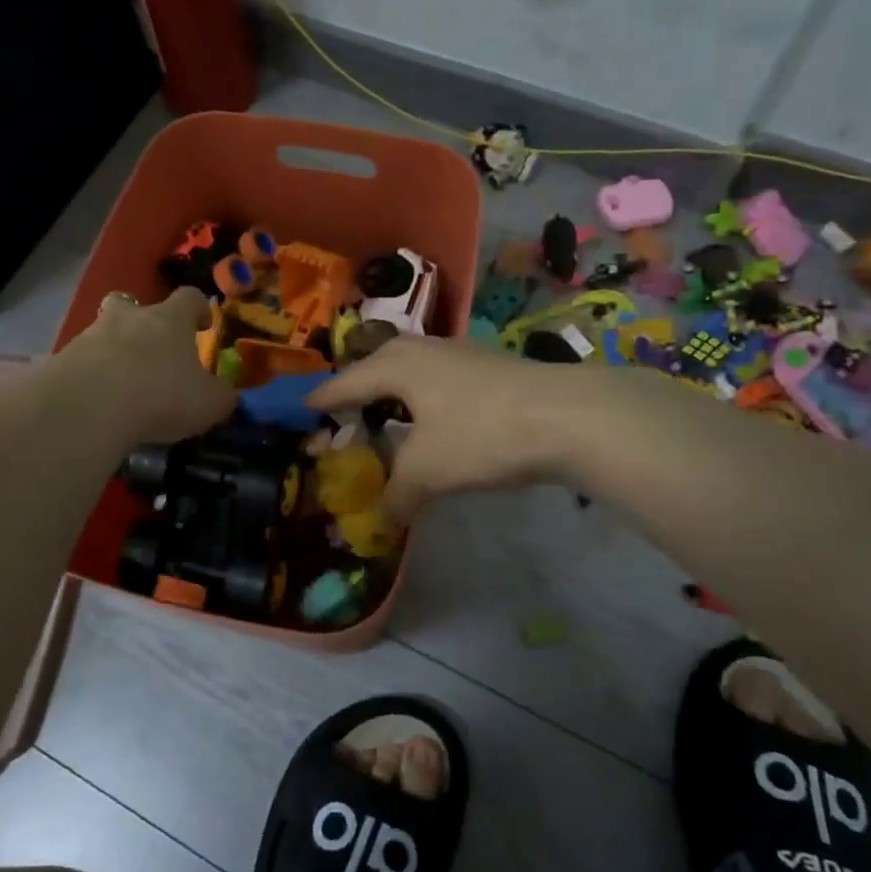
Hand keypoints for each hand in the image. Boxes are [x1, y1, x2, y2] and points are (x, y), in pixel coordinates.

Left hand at [60, 288, 237, 444]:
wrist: (89, 407)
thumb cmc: (161, 395)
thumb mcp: (208, 403)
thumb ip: (222, 397)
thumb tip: (228, 395)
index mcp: (169, 319)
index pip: (189, 297)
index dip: (197, 308)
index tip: (202, 323)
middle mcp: (129, 318)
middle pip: (131, 303)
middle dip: (140, 319)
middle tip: (150, 345)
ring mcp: (91, 336)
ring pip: (103, 333)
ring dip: (113, 350)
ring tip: (122, 385)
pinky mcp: (62, 360)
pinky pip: (80, 363)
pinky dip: (89, 377)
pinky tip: (97, 403)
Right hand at [307, 337, 583, 522]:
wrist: (567, 415)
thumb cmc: (481, 434)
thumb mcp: (428, 472)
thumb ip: (397, 496)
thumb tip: (382, 521)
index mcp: (396, 366)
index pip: (345, 383)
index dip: (322, 399)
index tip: (303, 408)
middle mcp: (423, 351)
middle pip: (378, 364)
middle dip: (360, 387)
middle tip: (346, 410)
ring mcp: (459, 354)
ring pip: (413, 369)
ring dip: (397, 391)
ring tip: (390, 415)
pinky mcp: (489, 367)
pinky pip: (440, 379)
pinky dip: (427, 398)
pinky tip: (437, 419)